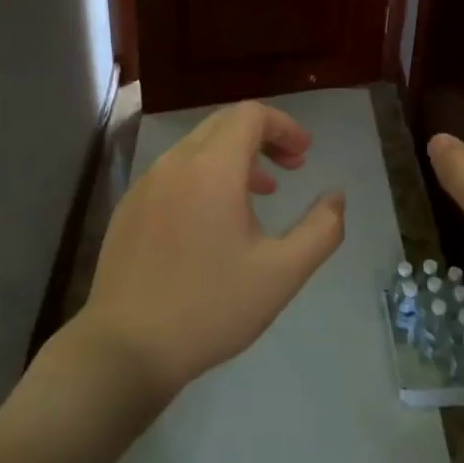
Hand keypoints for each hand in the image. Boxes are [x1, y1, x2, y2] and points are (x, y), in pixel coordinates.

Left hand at [76, 101, 346, 401]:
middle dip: (262, 137)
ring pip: (196, 149)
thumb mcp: (281, 274)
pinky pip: (173, 174)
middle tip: (290, 168)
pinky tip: (213, 221)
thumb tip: (336, 198)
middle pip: (223, 125)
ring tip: (260, 194)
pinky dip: (203, 177)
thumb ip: (320, 230)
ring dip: (233, 159)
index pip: (250, 115)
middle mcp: (174, 164)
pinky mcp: (128, 208)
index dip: (284, 126)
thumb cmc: (211, 307)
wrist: (127, 347)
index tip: (304, 154)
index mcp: (211, 169)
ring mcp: (145, 185)